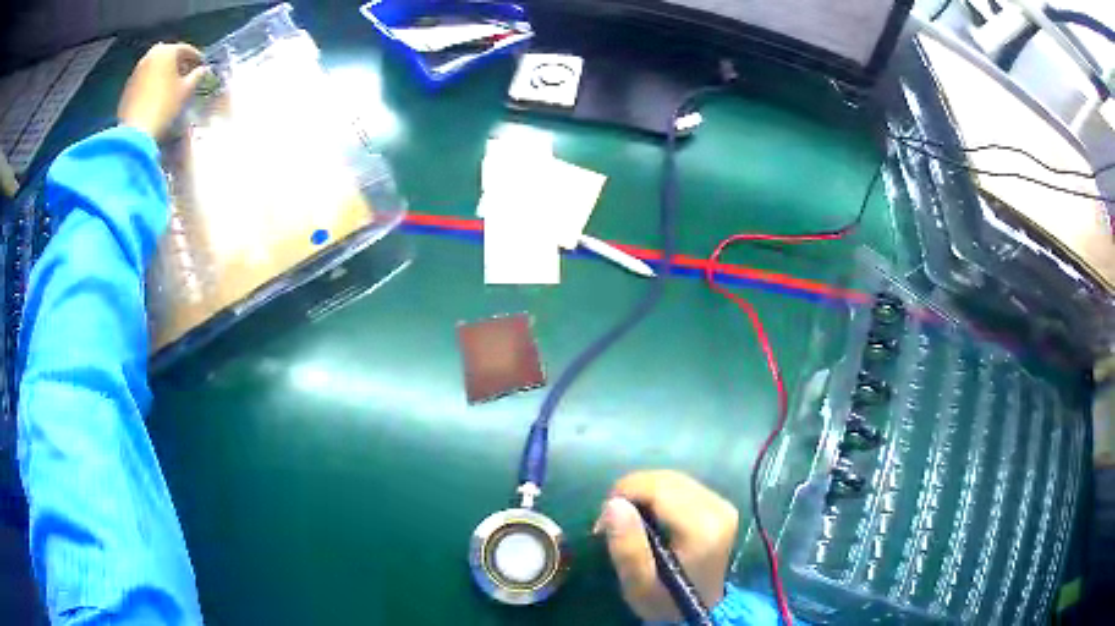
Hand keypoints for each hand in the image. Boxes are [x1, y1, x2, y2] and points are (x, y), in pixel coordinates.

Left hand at [117, 43, 208, 139]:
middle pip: (168, 57)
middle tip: (185, 75)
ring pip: (155, 68)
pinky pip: (144, 80)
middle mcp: (151, 55)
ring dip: (163, 74)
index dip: (195, 58)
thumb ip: (197, 76)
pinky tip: (156, 96)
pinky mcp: (127, 88)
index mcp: (167, 51)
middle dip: (177, 65)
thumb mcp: (186, 90)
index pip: (186, 50)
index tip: (201, 66)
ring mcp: (136, 71)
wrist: (135, 133)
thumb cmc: (164, 107)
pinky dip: (151, 84)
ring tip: (170, 87)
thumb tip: (203, 70)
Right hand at [594, 470, 738, 621]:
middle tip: (611, 522)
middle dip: (632, 492)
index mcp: (701, 527)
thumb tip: (613, 504)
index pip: (658, 488)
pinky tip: (648, 516)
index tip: (603, 522)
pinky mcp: (720, 505)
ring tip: (627, 519)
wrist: (696, 611)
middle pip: (666, 480)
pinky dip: (658, 495)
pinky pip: (682, 486)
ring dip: (644, 492)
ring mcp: (722, 505)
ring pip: (673, 479)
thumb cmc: (664, 601)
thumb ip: (627, 546)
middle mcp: (718, 508)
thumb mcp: (638, 584)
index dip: (624, 494)